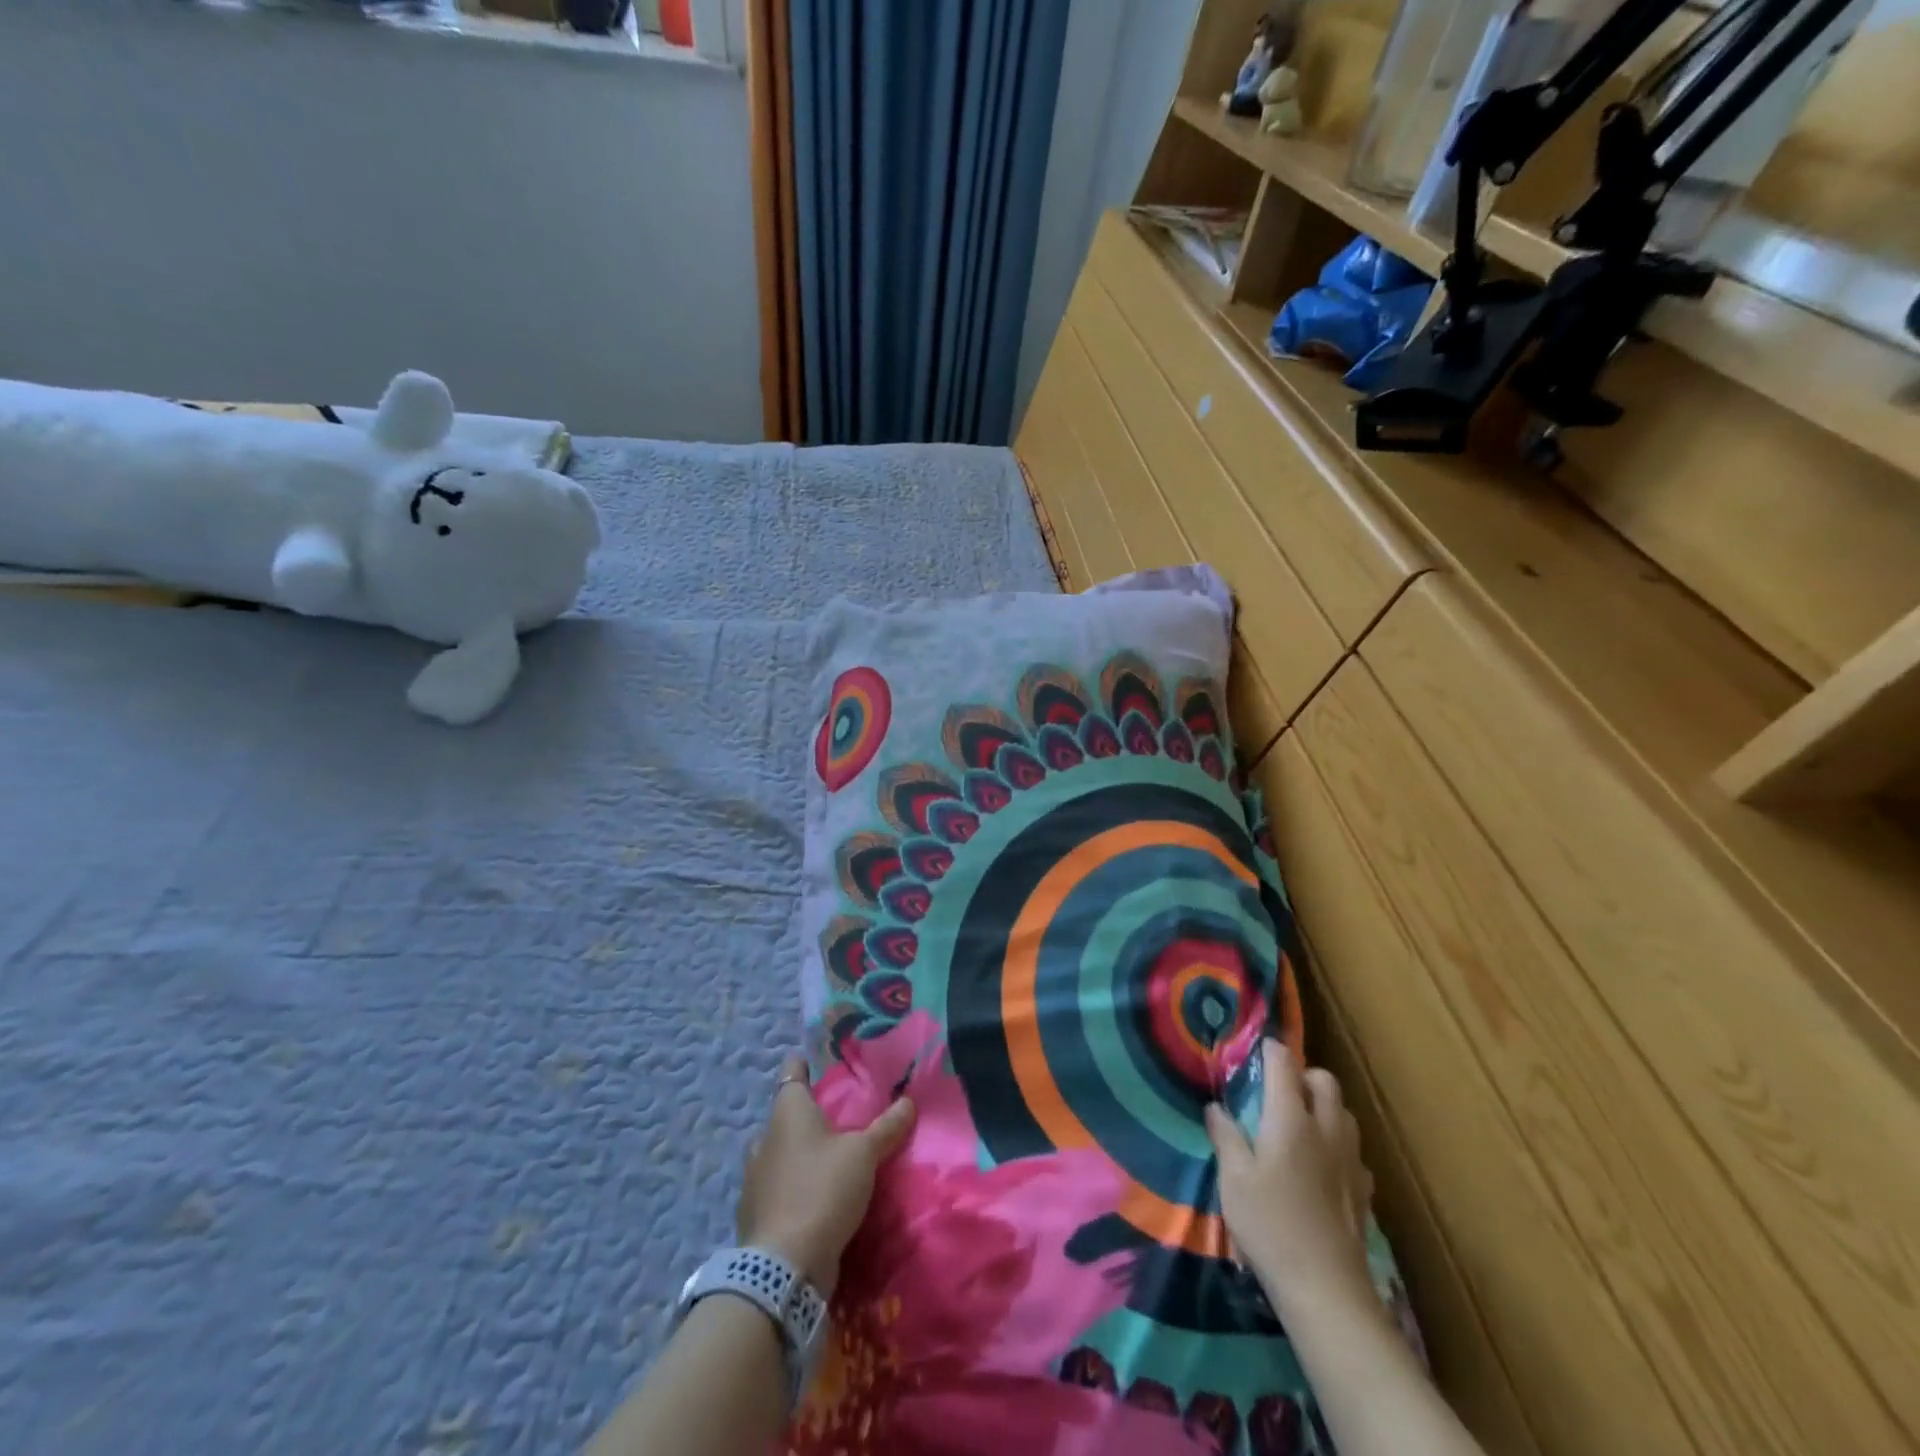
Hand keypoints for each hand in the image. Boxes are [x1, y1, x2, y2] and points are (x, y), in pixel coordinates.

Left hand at [735, 1056, 914, 1297]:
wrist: (783, 1268)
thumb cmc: (823, 1190)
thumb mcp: (864, 1155)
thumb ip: (887, 1127)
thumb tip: (908, 1100)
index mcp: (787, 1112)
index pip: (792, 1073)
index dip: (802, 1065)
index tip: (812, 1061)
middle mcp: (765, 1138)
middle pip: (785, 1116)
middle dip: (805, 1117)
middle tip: (834, 1119)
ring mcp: (754, 1178)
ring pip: (778, 1153)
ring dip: (797, 1154)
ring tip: (826, 1159)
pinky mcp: (754, 1214)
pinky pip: (775, 1188)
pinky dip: (791, 1187)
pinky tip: (812, 1197)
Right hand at [1205, 1039, 1374, 1313]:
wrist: (1326, 1290)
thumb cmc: (1270, 1226)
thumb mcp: (1233, 1180)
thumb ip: (1225, 1136)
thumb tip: (1216, 1107)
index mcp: (1290, 1119)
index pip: (1283, 1064)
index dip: (1269, 1050)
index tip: (1255, 1047)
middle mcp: (1325, 1129)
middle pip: (1324, 1080)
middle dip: (1302, 1074)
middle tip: (1278, 1089)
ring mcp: (1350, 1160)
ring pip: (1344, 1112)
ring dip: (1324, 1105)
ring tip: (1300, 1123)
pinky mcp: (1364, 1190)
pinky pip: (1353, 1148)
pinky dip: (1338, 1142)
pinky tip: (1322, 1165)